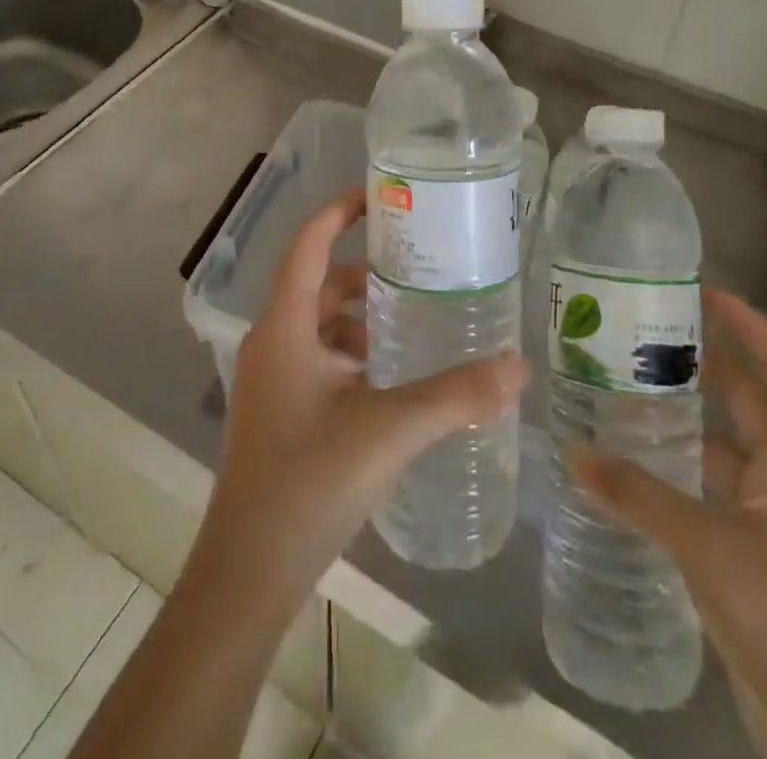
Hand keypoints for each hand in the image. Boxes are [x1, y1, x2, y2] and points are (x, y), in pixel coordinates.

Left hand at [193, 188, 527, 616]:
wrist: (248, 572)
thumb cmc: (308, 483)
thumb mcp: (388, 430)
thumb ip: (455, 396)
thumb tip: (518, 366)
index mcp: (285, 326)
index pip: (309, 242)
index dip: (340, 210)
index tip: (383, 195)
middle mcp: (273, 341)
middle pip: (319, 281)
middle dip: (365, 271)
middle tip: (419, 266)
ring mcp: (274, 378)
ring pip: (320, 323)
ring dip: (361, 316)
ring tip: (414, 321)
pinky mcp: (281, 410)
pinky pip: (320, 358)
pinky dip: (354, 353)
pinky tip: (393, 380)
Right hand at [571, 289, 766, 758]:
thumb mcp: (710, 546)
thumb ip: (638, 495)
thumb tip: (572, 452)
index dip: (751, 328)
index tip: (703, 292)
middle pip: (752, 402)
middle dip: (705, 365)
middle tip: (645, 329)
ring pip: (726, 446)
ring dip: (684, 418)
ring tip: (626, 381)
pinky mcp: (754, 552)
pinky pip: (711, 487)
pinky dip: (677, 468)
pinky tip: (631, 456)